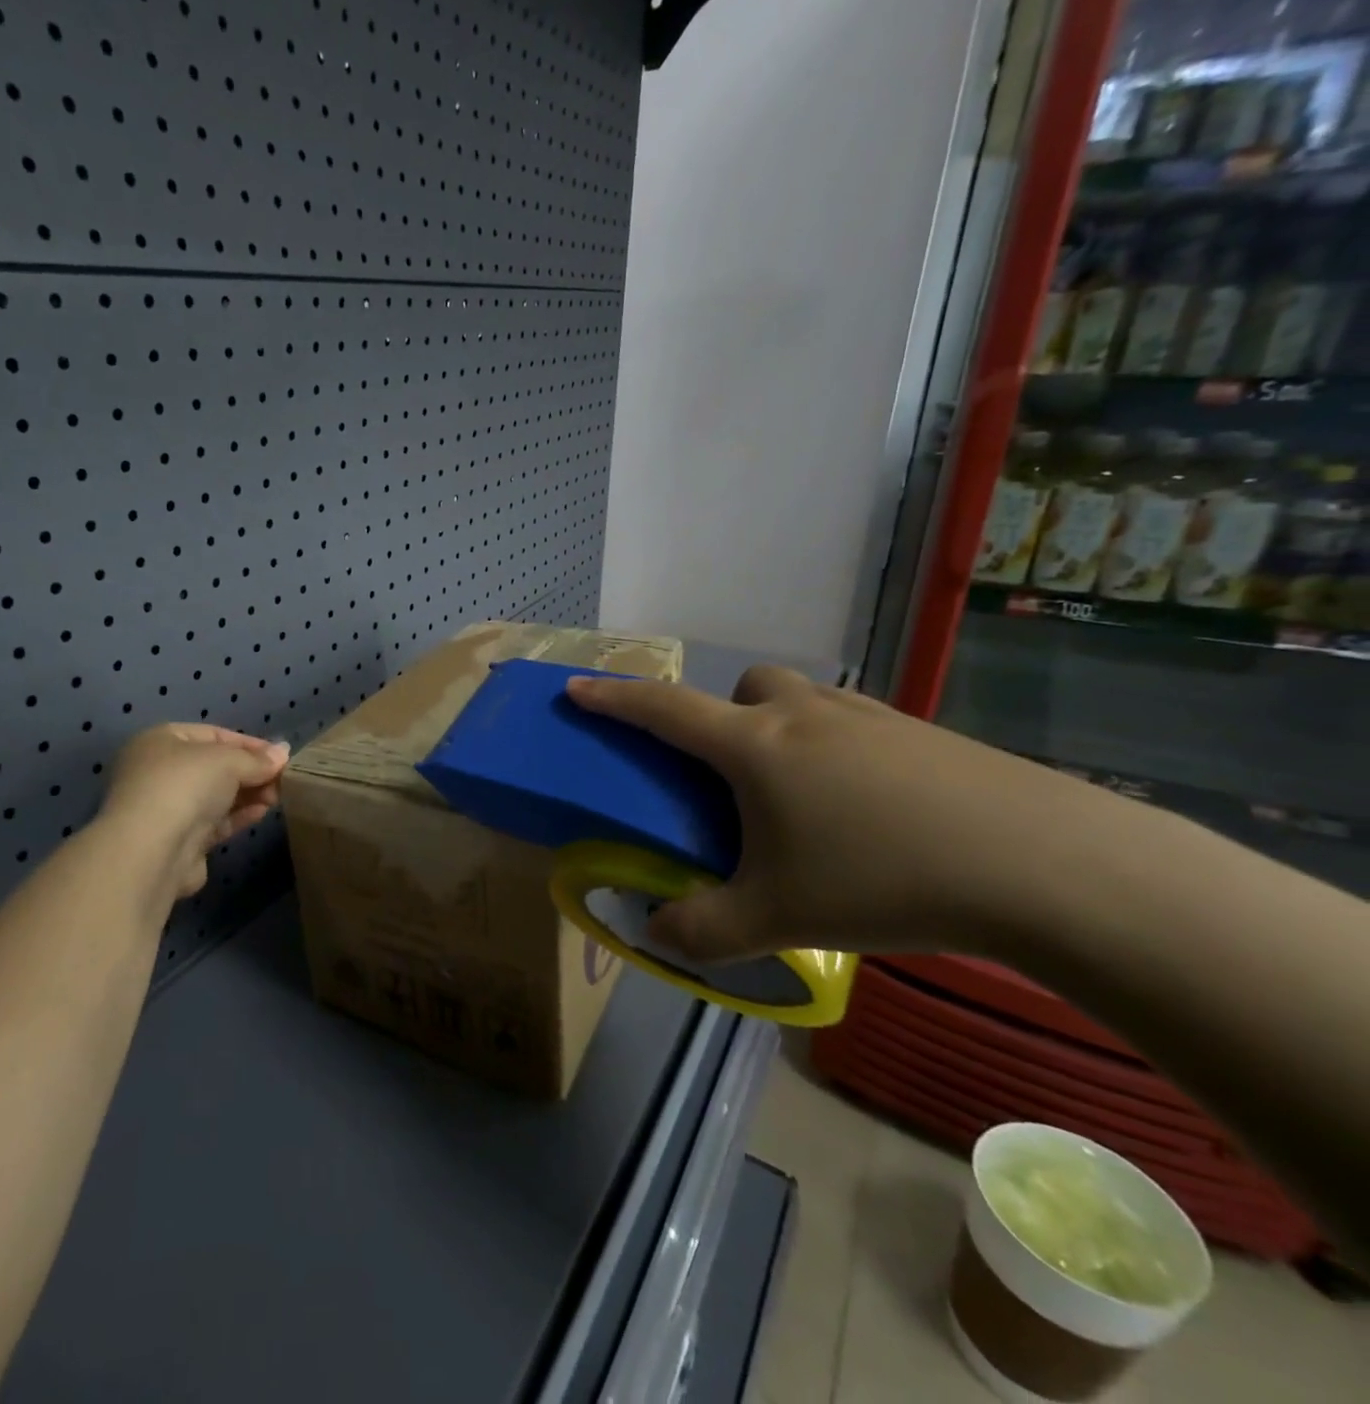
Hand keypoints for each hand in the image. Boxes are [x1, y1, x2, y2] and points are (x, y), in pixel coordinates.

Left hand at [97, 724, 289, 899]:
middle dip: (250, 772)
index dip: (249, 744)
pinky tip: (262, 812)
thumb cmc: (186, 786)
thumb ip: (258, 758)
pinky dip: (238, 815)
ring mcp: (167, 808)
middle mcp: (159, 771)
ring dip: (248, 794)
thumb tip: (283, 753)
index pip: (213, 735)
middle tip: (282, 780)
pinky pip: (214, 822)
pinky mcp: (178, 840)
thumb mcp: (229, 761)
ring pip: (216, 796)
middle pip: (215, 767)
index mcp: (161, 741)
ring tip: (277, 797)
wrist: (153, 850)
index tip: (280, 756)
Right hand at [567, 667, 1145, 962]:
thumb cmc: (883, 878)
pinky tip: (868, 809)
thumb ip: (701, 931)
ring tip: (802, 797)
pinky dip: (837, 748)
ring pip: (802, 698)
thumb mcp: (777, 918)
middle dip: (724, 713)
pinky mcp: (922, 733)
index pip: (663, 710)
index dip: (614, 698)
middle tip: (734, 775)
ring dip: (781, 727)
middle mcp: (803, 715)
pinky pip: (853, 722)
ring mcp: (868, 716)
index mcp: (754, 746)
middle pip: (745, 685)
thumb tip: (656, 937)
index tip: (578, 689)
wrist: (1043, 865)